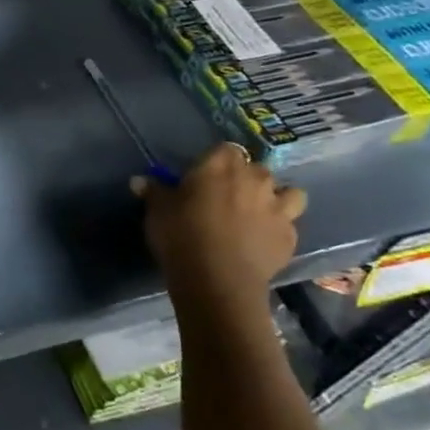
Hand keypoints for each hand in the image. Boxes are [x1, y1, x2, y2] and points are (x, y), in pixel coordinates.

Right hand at [133, 143, 306, 306]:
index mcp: (220, 166)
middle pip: (256, 168)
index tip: (203, 176)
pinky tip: (261, 240)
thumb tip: (139, 181)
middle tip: (226, 196)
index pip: (225, 149)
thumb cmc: (181, 235)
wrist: (217, 280)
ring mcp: (278, 208)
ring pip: (288, 192)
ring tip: (257, 212)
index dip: (216, 161)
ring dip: (276, 198)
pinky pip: (288, 224)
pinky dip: (277, 228)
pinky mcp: (289, 236)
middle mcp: (255, 179)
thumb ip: (154, 192)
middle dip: (245, 178)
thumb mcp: (157, 211)